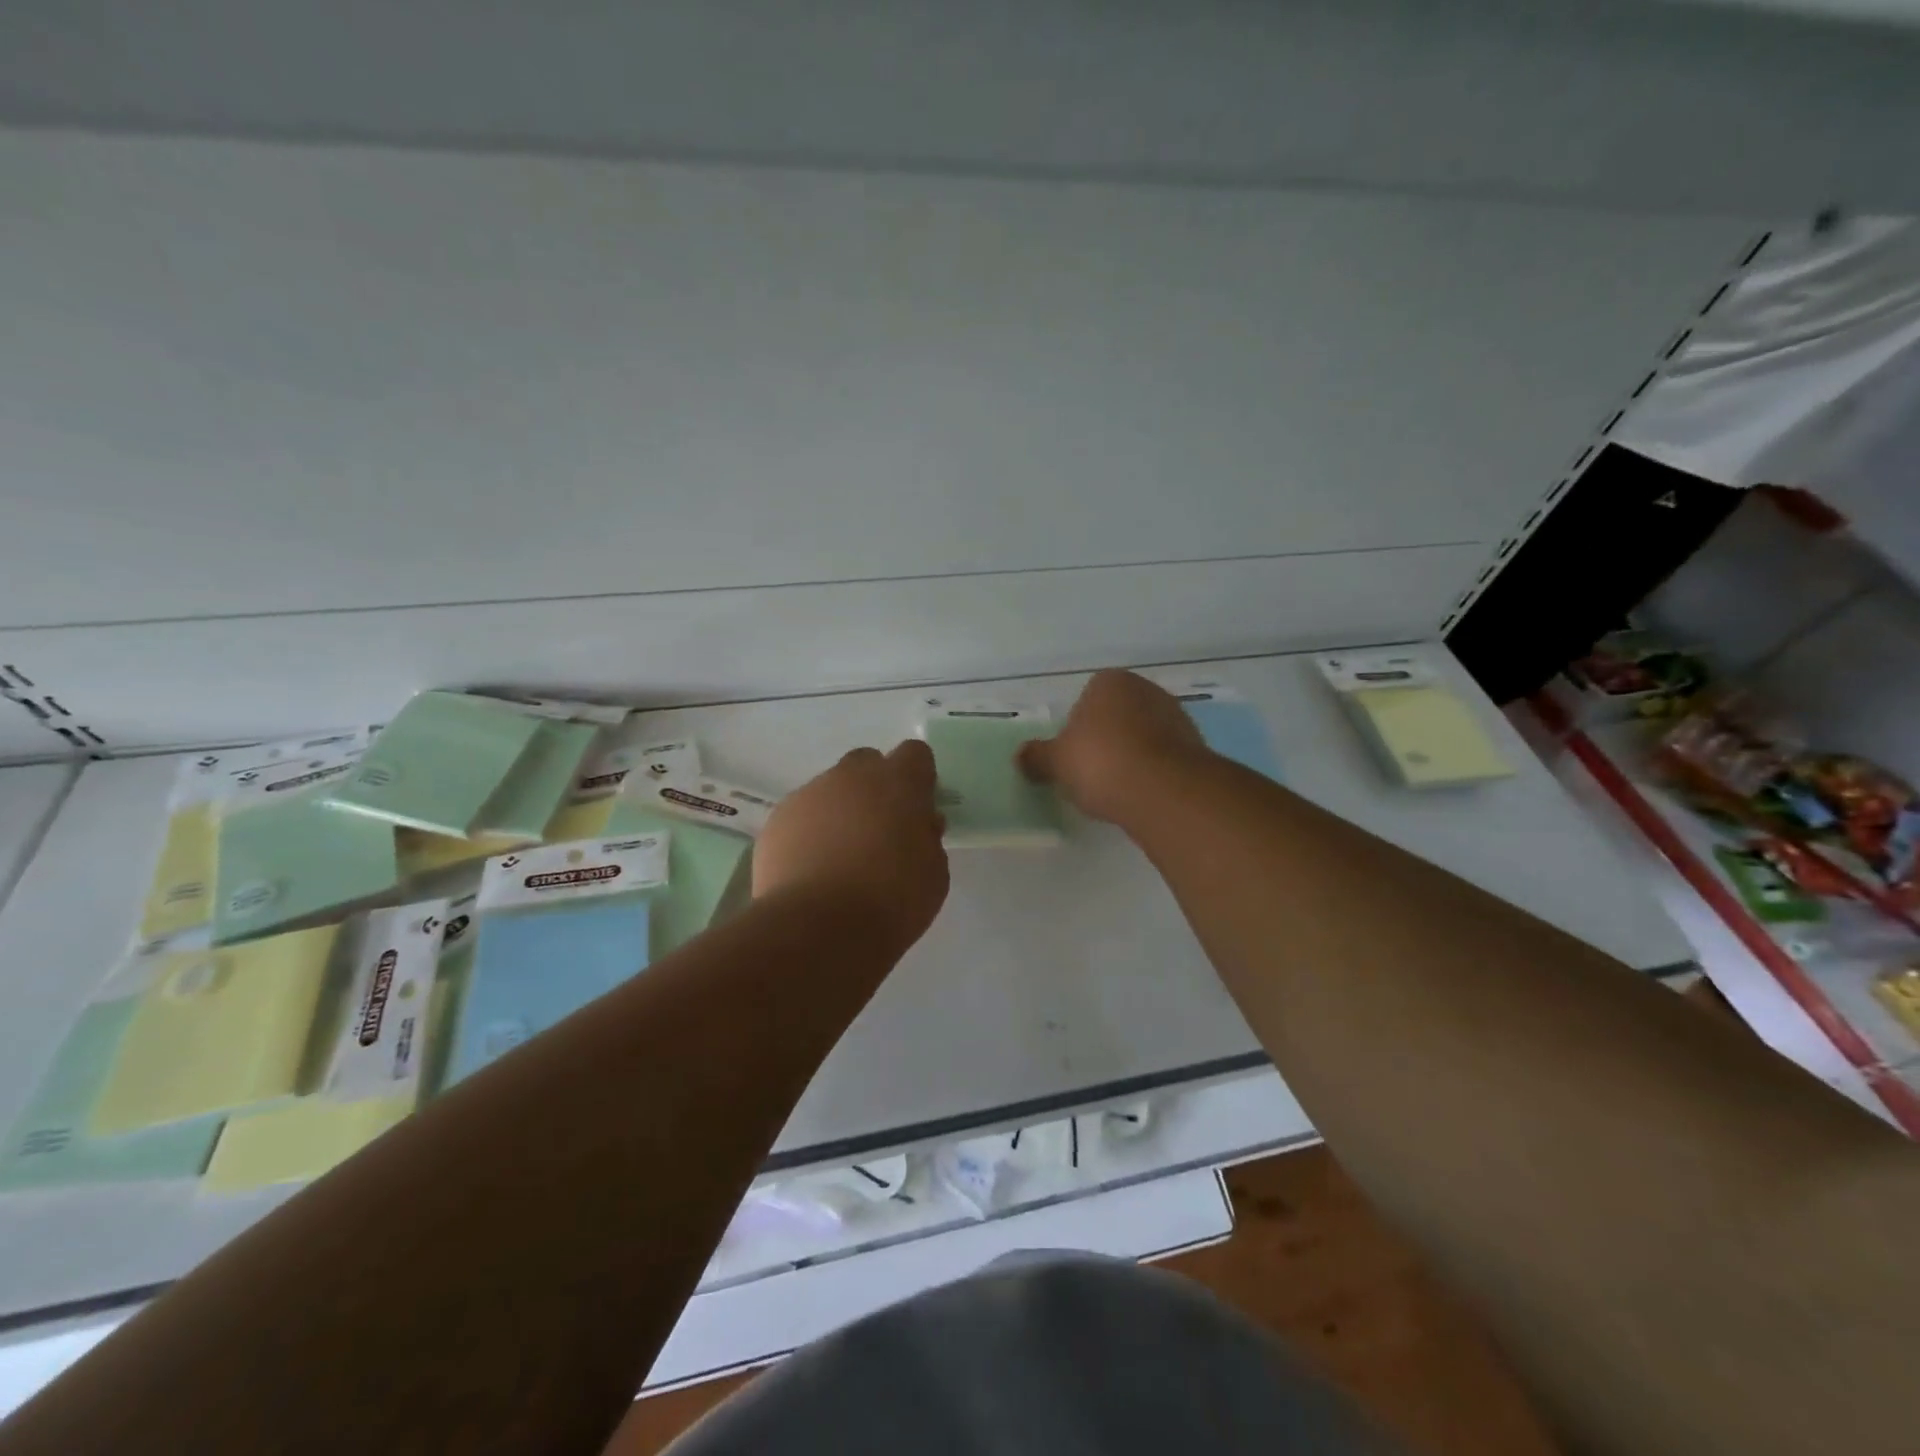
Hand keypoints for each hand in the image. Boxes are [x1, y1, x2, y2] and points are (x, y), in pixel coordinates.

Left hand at [754, 740, 950, 951]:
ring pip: (830, 789)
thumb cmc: (892, 901)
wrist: (818, 928)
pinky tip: (811, 871)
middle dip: (875, 788)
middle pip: (867, 763)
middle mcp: (852, 776)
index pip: (915, 755)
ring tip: (840, 859)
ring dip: (840, 811)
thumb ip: (927, 838)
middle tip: (879, 832)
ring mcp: (809, 794)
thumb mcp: (934, 873)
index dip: (918, 779)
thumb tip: (917, 825)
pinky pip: (801, 816)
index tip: (918, 810)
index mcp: (899, 782)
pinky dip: (809, 834)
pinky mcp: (777, 819)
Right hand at [1019, 670, 1211, 823]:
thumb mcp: (1055, 763)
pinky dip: (1152, 773)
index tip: (1072, 758)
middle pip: (1117, 716)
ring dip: (1131, 757)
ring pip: (1142, 737)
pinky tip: (1141, 795)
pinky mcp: (1196, 747)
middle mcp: (1146, 690)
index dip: (1075, 730)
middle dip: (1106, 741)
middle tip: (1091, 774)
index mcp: (1110, 682)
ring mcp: (1176, 716)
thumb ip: (1036, 757)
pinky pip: (1163, 758)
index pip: (1085, 700)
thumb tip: (1021, 756)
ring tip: (1116, 790)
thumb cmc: (1100, 763)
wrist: (1162, 791)